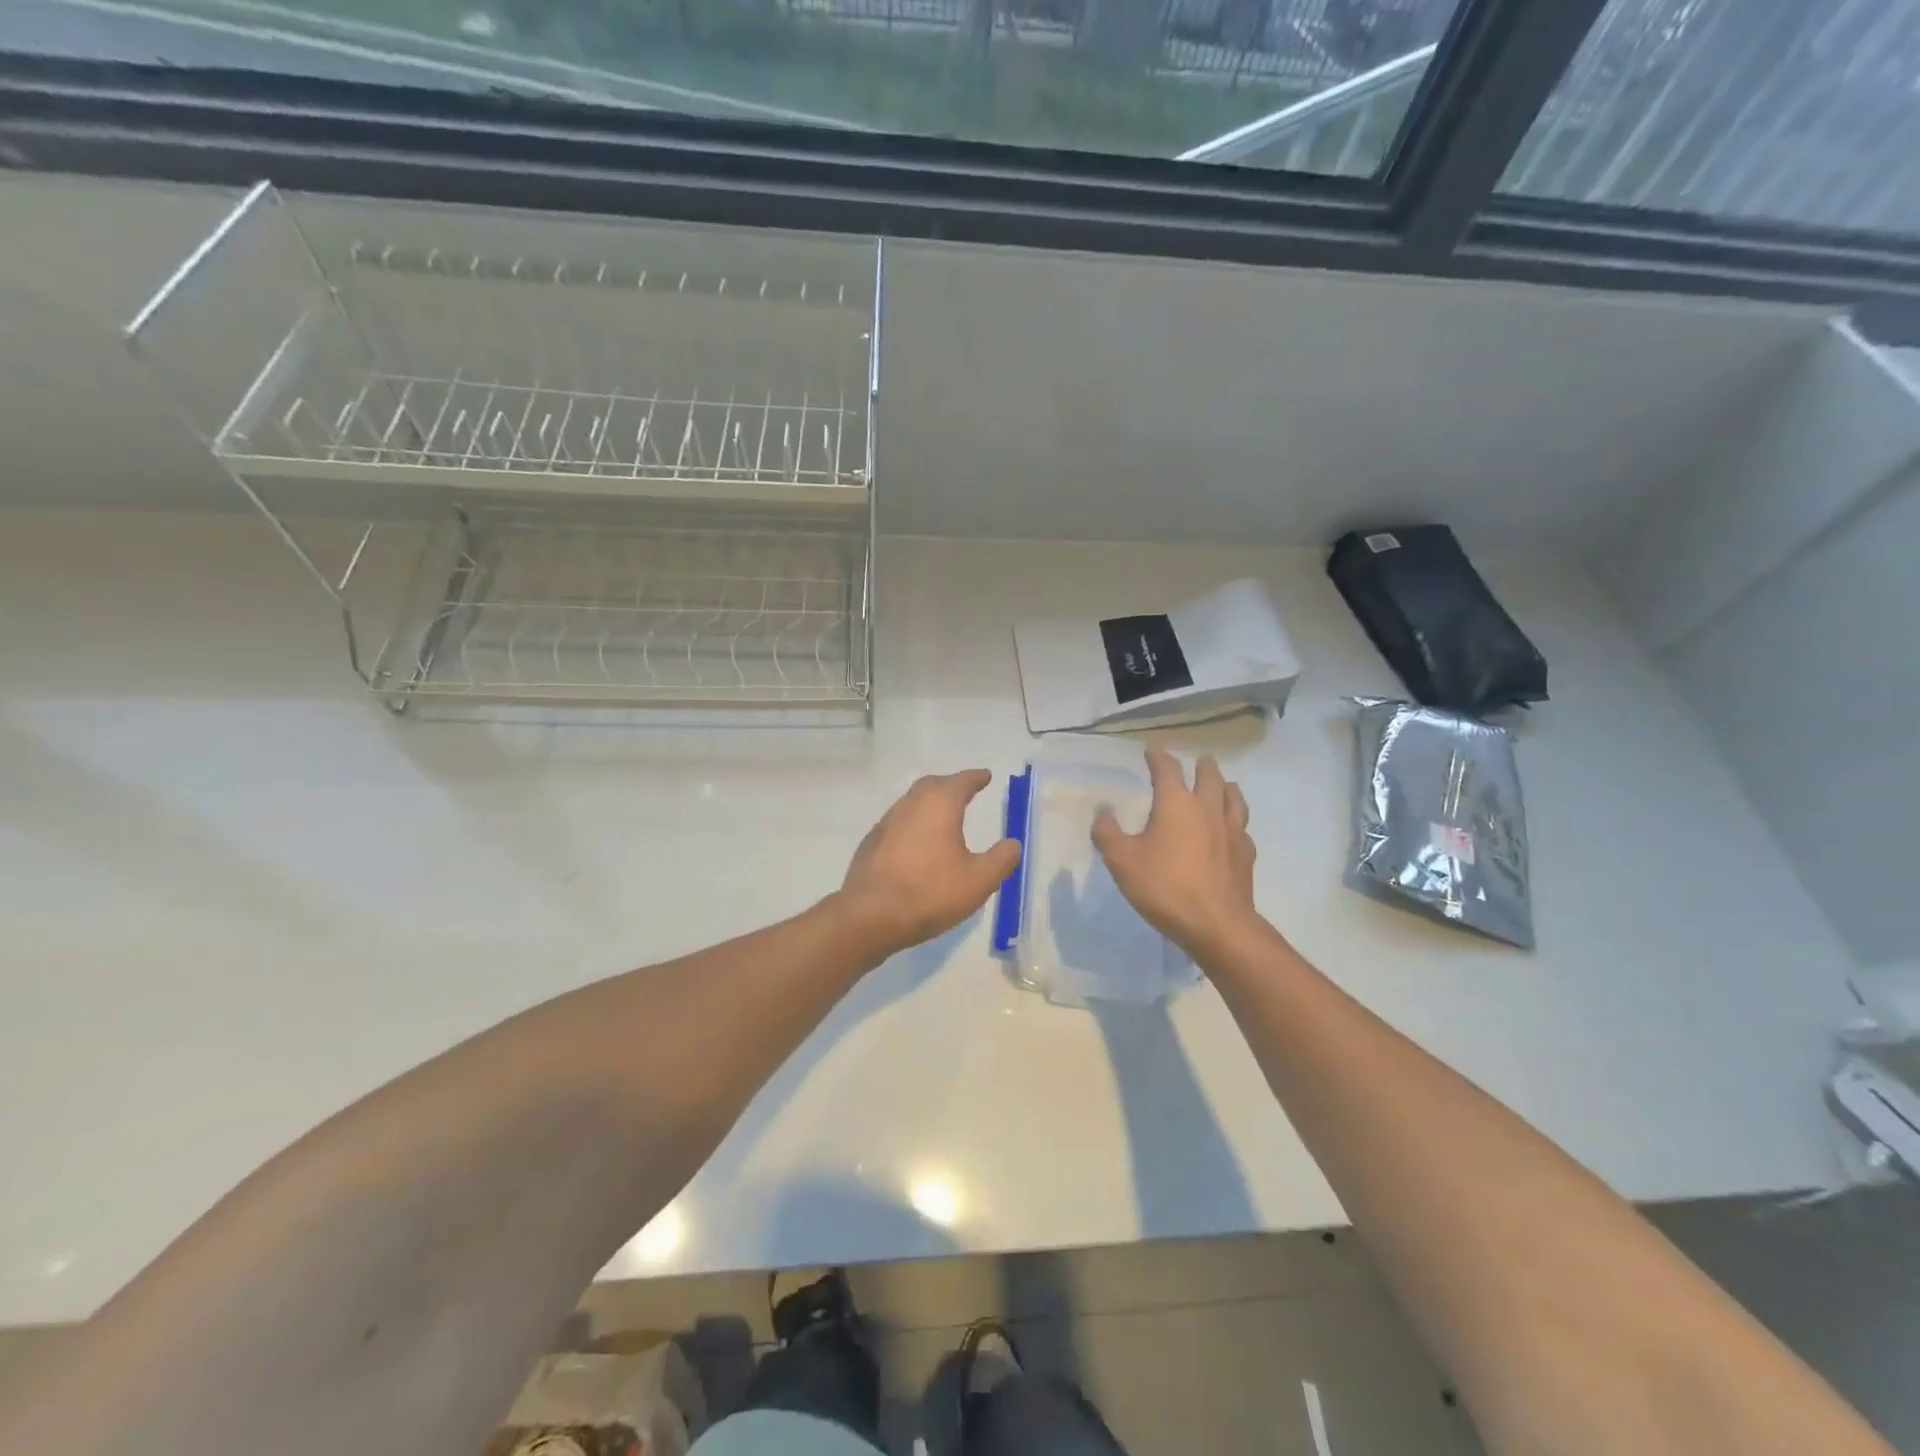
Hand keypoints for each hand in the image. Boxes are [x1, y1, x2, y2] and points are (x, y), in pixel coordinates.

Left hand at [837, 769, 1021, 957]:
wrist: (871, 915)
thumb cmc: (931, 892)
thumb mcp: (979, 880)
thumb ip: (1001, 859)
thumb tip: (1013, 844)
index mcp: (939, 804)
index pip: (961, 781)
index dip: (975, 778)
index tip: (985, 776)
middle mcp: (910, 804)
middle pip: (932, 785)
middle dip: (950, 785)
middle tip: (964, 792)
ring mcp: (886, 822)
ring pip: (911, 803)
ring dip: (929, 804)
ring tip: (943, 817)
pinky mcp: (871, 843)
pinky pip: (897, 824)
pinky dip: (912, 825)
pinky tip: (917, 844)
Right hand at [1093, 746, 1261, 963]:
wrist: (1217, 925)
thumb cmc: (1165, 886)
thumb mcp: (1122, 860)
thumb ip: (1108, 832)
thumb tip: (1103, 810)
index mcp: (1177, 803)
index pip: (1167, 769)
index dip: (1158, 756)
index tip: (1152, 748)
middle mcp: (1208, 809)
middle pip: (1209, 776)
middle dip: (1202, 765)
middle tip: (1199, 760)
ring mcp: (1232, 831)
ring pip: (1234, 797)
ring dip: (1226, 787)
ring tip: (1223, 785)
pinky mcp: (1246, 855)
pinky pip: (1242, 829)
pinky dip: (1236, 822)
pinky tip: (1232, 831)